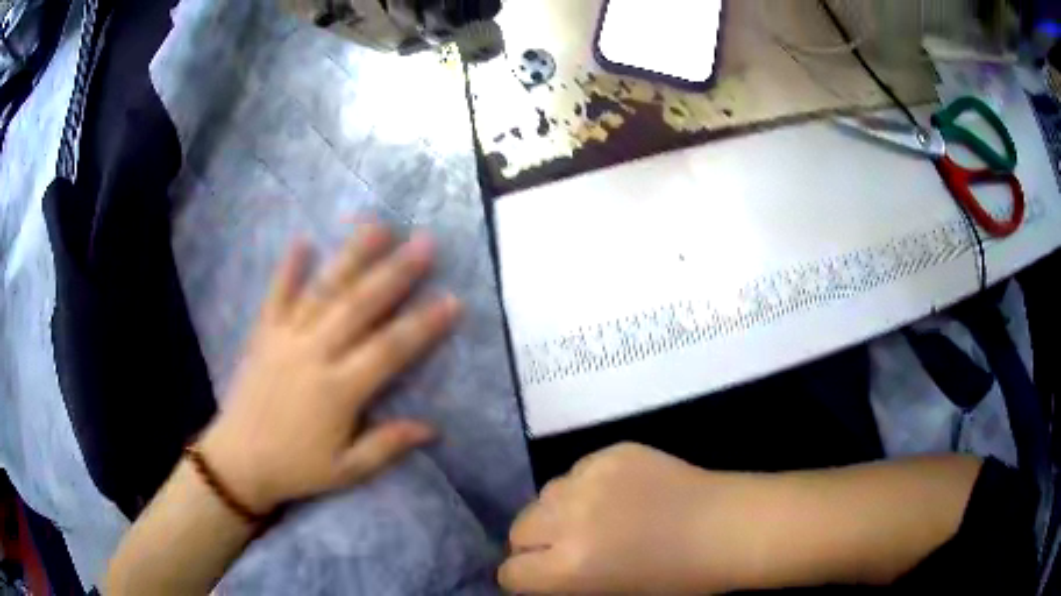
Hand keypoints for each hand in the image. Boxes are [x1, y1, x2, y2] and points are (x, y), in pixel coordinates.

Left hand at [199, 224, 460, 513]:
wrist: (238, 462)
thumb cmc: (296, 469)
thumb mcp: (346, 470)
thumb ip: (387, 445)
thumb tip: (432, 428)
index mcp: (338, 391)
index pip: (389, 350)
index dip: (423, 325)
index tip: (452, 299)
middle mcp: (314, 355)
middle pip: (360, 306)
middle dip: (395, 273)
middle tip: (424, 242)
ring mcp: (285, 339)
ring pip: (323, 291)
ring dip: (351, 257)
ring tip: (377, 226)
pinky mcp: (263, 335)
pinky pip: (276, 296)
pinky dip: (288, 268)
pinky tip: (303, 240)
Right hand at [499, 443, 763, 594]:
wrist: (730, 526)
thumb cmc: (679, 576)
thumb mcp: (611, 592)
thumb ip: (566, 580)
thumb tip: (543, 571)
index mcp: (570, 567)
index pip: (512, 573)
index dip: (522, 579)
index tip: (536, 579)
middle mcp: (570, 519)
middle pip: (520, 528)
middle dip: (533, 543)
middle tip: (561, 549)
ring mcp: (592, 478)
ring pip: (546, 493)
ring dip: (557, 510)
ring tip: (589, 517)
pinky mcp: (614, 451)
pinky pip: (578, 469)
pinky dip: (586, 485)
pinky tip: (616, 494)